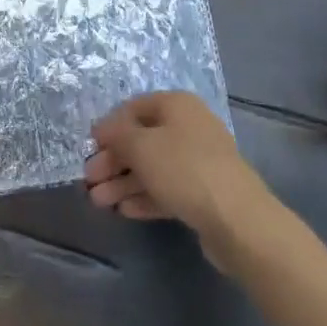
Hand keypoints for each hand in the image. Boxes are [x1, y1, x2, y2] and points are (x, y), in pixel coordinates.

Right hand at [86, 92, 259, 260]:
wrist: (237, 219)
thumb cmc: (183, 169)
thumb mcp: (140, 146)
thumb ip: (116, 134)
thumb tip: (103, 130)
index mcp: (177, 106)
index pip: (133, 108)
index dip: (109, 127)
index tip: (89, 149)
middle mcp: (189, 128)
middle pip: (141, 141)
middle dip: (113, 161)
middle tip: (89, 181)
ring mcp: (198, 161)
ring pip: (152, 168)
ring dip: (123, 183)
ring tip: (99, 202)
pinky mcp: (203, 193)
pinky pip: (166, 189)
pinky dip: (144, 197)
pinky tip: (124, 210)